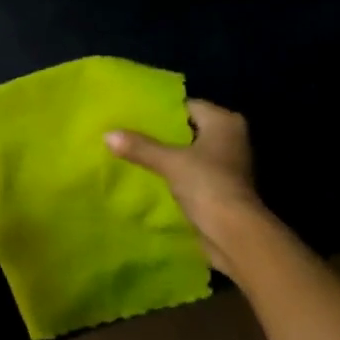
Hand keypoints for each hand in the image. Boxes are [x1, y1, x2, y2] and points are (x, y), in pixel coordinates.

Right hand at [105, 100, 262, 273]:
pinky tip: (150, 176)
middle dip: (162, 133)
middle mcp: (231, 138)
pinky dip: (175, 174)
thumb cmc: (207, 185)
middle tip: (128, 132)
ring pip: (190, 152)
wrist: (233, 233)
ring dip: (168, 155)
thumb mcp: (169, 162)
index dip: (162, 110)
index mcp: (225, 122)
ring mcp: (228, 164)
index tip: (134, 113)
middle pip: (189, 129)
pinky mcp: (221, 187)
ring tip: (134, 152)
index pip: (189, 106)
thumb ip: (140, 147)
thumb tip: (107, 134)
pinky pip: (192, 172)